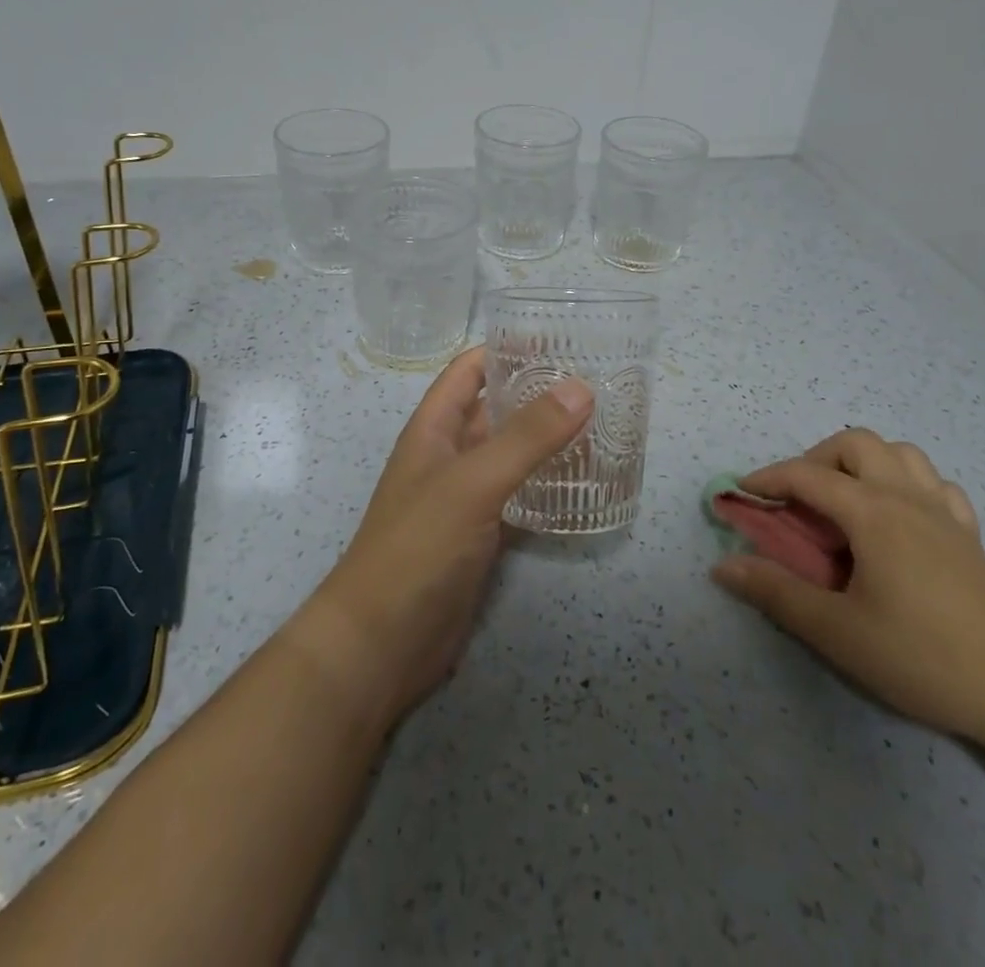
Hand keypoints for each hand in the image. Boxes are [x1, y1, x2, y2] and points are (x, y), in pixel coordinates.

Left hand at [299, 348, 592, 725]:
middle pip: (496, 409)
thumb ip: (526, 437)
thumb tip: (580, 388)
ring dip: (548, 438)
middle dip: (538, 393)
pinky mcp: (482, 535)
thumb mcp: (472, 482)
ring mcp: (466, 497)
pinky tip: (585, 481)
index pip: (469, 371)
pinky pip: (519, 495)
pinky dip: (548, 483)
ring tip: (603, 423)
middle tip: (597, 381)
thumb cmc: (417, 547)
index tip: (558, 339)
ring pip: (511, 453)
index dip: (505, 349)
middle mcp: (450, 455)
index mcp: (434, 429)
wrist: (381, 644)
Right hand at [711, 428, 984, 744]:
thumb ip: (776, 593)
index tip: (742, 494)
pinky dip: (907, 484)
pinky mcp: (970, 537)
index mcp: (872, 513)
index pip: (807, 476)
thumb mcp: (838, 632)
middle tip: (799, 501)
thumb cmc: (925, 657)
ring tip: (846, 502)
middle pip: (855, 443)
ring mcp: (944, 514)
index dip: (768, 478)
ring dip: (863, 462)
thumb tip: (723, 565)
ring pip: (900, 453)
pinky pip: (936, 485)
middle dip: (816, 458)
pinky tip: (900, 518)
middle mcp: (906, 498)